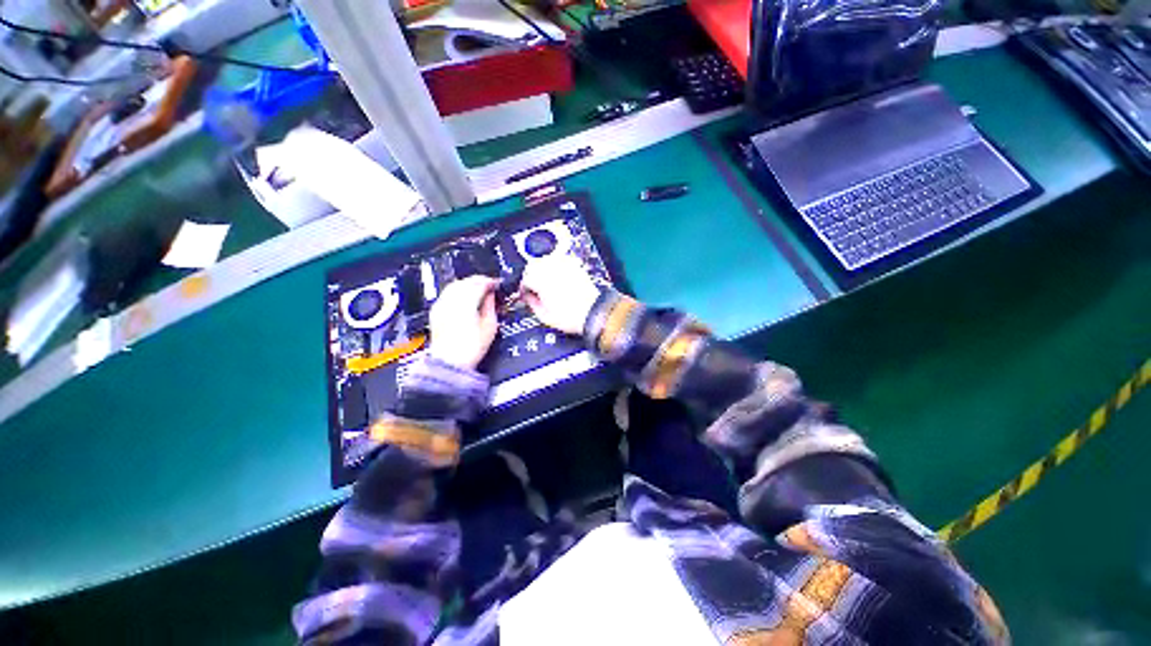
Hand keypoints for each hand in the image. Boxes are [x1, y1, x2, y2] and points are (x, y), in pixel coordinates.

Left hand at [428, 276, 498, 369]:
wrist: (450, 362)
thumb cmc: (469, 349)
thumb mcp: (490, 327)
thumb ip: (491, 306)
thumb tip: (491, 296)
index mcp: (466, 302)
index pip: (479, 283)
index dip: (490, 282)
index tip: (497, 284)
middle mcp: (451, 300)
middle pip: (466, 281)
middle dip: (479, 281)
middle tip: (490, 285)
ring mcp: (441, 305)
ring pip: (455, 285)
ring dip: (468, 284)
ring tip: (478, 289)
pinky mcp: (436, 311)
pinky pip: (447, 293)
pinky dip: (458, 291)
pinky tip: (465, 297)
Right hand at [519, 256, 600, 335]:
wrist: (592, 313)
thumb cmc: (571, 316)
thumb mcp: (544, 316)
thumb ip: (531, 303)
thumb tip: (527, 297)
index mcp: (541, 280)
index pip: (524, 278)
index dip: (523, 287)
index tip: (525, 293)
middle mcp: (552, 269)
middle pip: (532, 264)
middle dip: (530, 275)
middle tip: (532, 286)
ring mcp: (564, 265)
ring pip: (545, 259)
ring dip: (541, 268)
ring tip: (544, 280)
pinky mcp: (575, 265)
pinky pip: (560, 258)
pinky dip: (555, 264)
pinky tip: (556, 274)